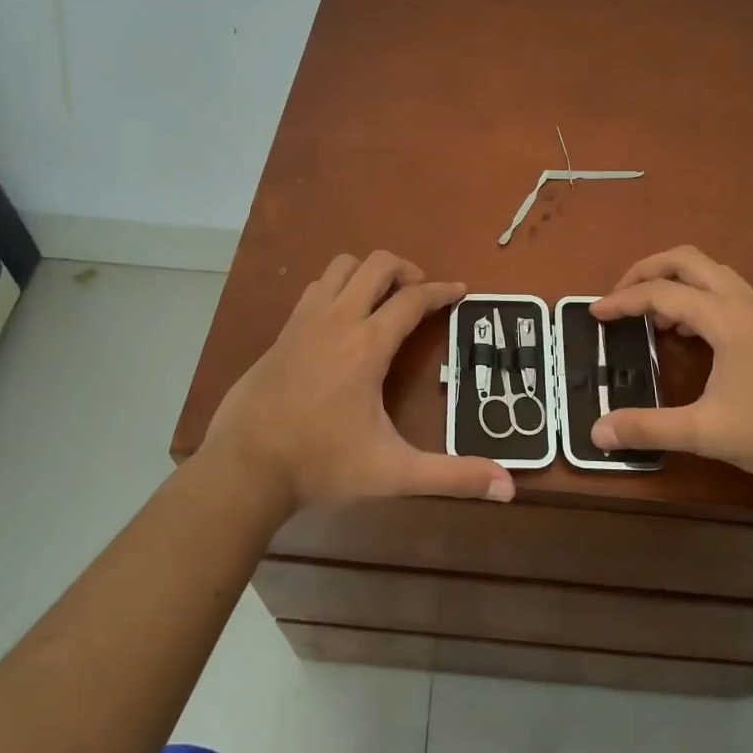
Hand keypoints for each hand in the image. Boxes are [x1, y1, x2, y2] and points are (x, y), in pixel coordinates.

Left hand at [203, 250, 515, 512]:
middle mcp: (337, 320)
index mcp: (367, 345)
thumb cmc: (322, 464)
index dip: (442, 291)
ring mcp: (305, 322)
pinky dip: (338, 288)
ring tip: (384, 300)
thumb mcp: (393, 473)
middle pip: (376, 265)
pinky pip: (316, 289)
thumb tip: (508, 488)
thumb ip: (452, 477)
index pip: (413, 300)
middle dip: (406, 270)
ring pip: (341, 268)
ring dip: (368, 273)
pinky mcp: (283, 333)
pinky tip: (343, 320)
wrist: (244, 467)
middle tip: (422, 295)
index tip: (461, 291)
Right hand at [590, 246, 752, 486]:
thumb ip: (648, 428)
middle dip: (647, 270)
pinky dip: (698, 297)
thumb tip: (597, 431)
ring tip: (654, 318)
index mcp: (724, 316)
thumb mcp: (707, 433)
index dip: (622, 300)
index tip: (594, 314)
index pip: (660, 292)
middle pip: (686, 260)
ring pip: (710, 272)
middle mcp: (743, 300)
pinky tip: (694, 336)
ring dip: (675, 282)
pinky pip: (727, 291)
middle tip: (620, 298)